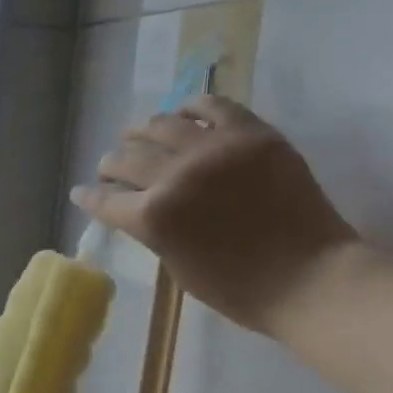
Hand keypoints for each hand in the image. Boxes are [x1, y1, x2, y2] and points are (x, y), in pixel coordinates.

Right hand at [73, 95, 362, 335]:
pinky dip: (190, 107)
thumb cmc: (238, 288)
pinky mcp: (251, 134)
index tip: (82, 192)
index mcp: (152, 217)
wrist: (310, 277)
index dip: (89, 196)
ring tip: (139, 135)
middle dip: (111, 165)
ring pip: (160, 125)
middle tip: (111, 167)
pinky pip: (211, 105)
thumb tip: (139, 206)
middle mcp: (174, 175)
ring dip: (141, 132)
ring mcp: (214, 149)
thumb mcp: (176, 265)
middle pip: (125, 158)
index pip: (105, 199)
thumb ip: (153, 230)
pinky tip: (183, 113)